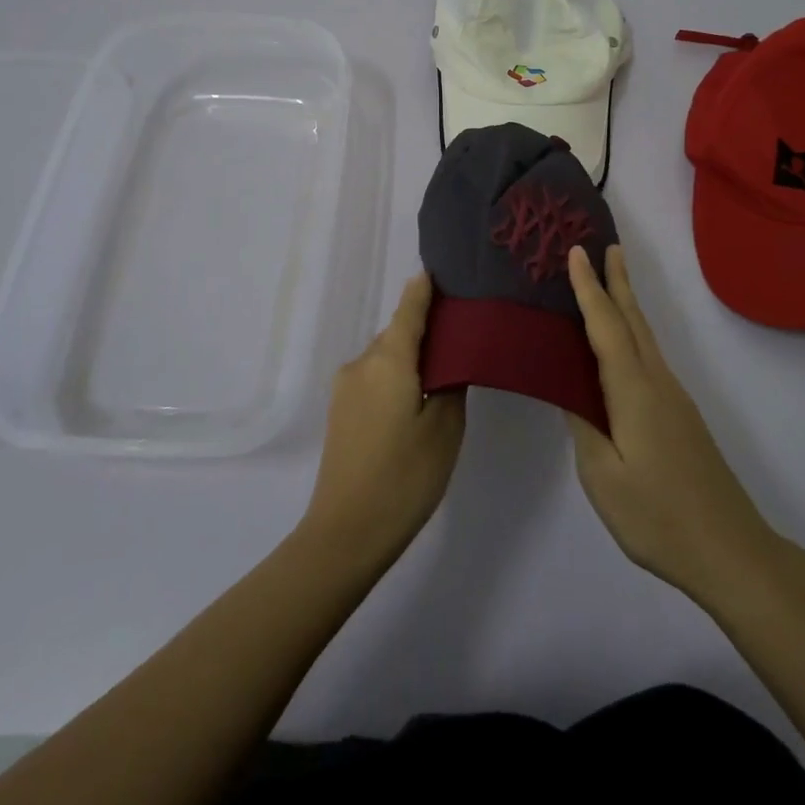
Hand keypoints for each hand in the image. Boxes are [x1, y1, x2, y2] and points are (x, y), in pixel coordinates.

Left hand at [300, 273, 465, 567]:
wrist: (345, 533)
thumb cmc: (404, 477)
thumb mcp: (445, 429)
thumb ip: (451, 383)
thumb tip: (448, 361)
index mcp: (388, 359)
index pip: (409, 308)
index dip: (425, 288)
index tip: (443, 270)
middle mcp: (361, 363)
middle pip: (397, 333)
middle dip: (426, 330)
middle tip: (463, 334)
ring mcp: (345, 388)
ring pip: (386, 358)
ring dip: (411, 358)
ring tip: (445, 372)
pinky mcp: (340, 411)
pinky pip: (374, 378)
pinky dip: (396, 378)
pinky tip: (416, 400)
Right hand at [565, 243, 779, 601]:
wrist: (731, 551)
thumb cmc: (659, 517)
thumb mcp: (603, 478)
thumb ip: (583, 425)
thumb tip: (569, 387)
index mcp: (633, 392)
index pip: (606, 327)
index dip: (589, 288)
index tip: (576, 251)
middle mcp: (657, 382)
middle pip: (633, 320)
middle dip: (617, 280)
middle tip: (604, 244)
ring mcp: (674, 398)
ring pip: (644, 337)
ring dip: (626, 302)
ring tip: (611, 279)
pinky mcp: (680, 415)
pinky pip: (649, 357)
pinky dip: (632, 332)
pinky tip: (622, 345)